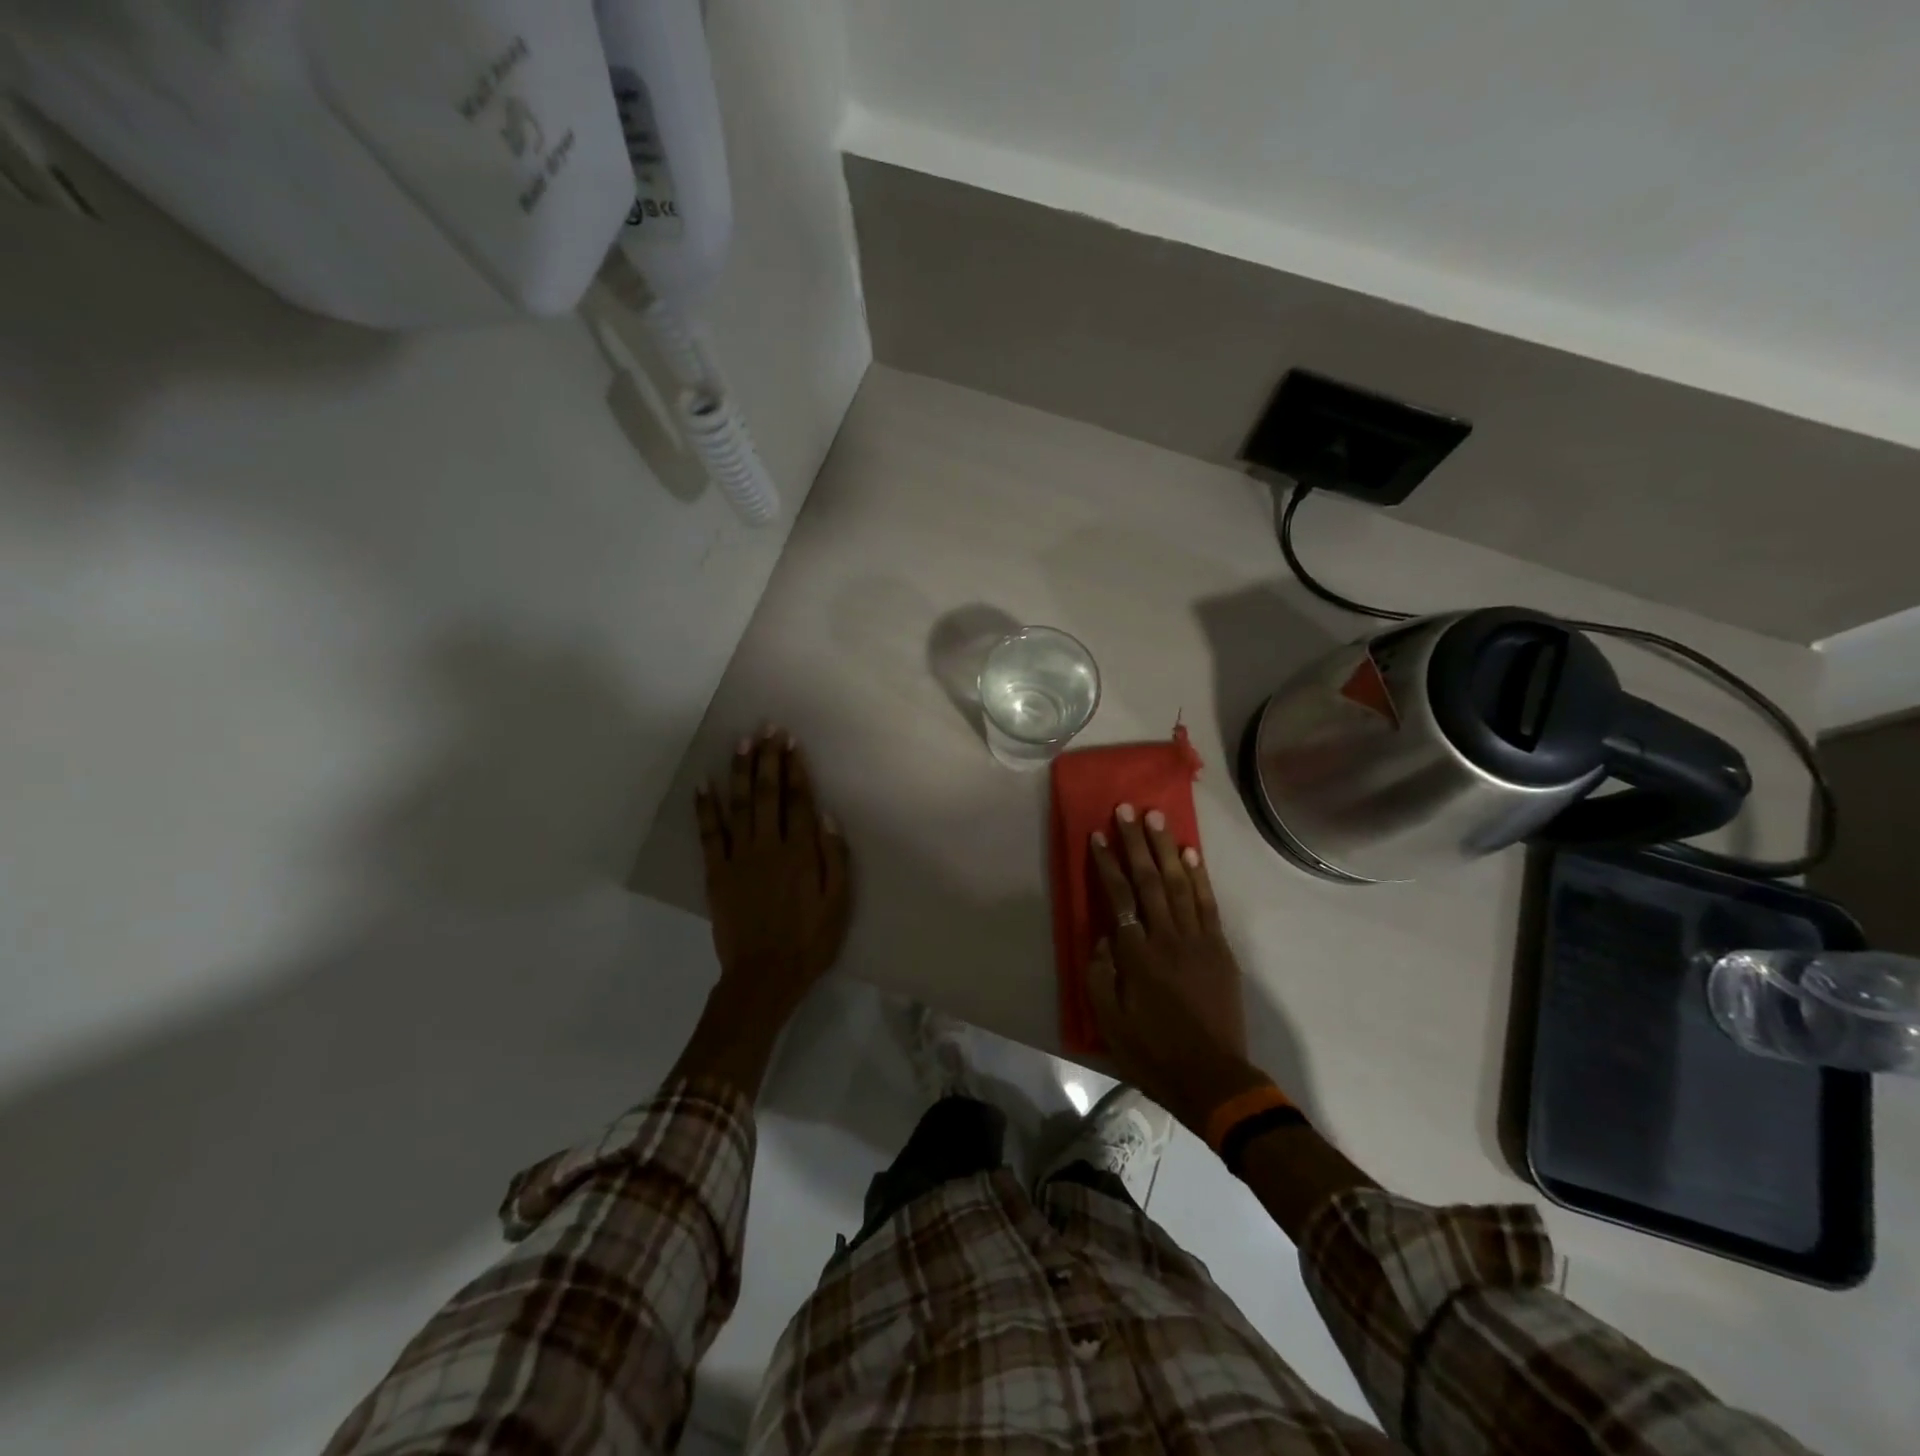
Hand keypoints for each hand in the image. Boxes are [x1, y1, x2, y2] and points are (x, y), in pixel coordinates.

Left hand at [695, 727, 851, 1022]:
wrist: (764, 975)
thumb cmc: (810, 940)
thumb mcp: (839, 902)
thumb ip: (835, 857)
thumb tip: (826, 816)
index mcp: (801, 852)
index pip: (799, 800)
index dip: (795, 769)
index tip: (791, 742)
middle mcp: (769, 846)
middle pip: (767, 793)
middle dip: (768, 758)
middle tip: (767, 728)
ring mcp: (739, 858)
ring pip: (738, 805)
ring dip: (739, 771)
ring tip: (741, 742)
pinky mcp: (716, 873)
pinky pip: (709, 835)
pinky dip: (705, 809)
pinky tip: (703, 785)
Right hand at [1087, 804, 1265, 1131]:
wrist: (1213, 1078)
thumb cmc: (1153, 1052)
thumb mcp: (1109, 1021)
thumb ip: (1099, 973)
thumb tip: (1102, 936)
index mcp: (1136, 955)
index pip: (1118, 897)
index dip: (1107, 863)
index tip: (1098, 835)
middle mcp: (1167, 938)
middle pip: (1149, 880)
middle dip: (1136, 842)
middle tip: (1127, 809)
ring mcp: (1198, 940)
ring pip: (1179, 884)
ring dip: (1166, 848)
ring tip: (1157, 818)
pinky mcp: (1219, 949)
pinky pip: (1208, 904)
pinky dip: (1198, 877)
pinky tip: (1190, 854)